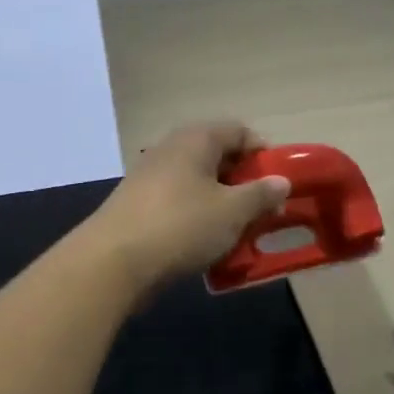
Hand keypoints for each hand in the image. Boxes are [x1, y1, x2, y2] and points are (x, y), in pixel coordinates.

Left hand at [80, 121, 292, 293]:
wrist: (113, 262)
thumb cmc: (181, 226)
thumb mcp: (232, 211)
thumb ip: (261, 194)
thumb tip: (281, 181)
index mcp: (196, 139)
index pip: (239, 131)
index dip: (263, 154)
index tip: (278, 184)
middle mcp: (171, 149)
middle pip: (218, 157)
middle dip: (244, 183)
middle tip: (262, 212)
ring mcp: (150, 176)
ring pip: (198, 184)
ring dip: (221, 204)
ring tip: (237, 232)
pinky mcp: (138, 205)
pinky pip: (179, 204)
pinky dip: (197, 218)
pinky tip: (206, 245)